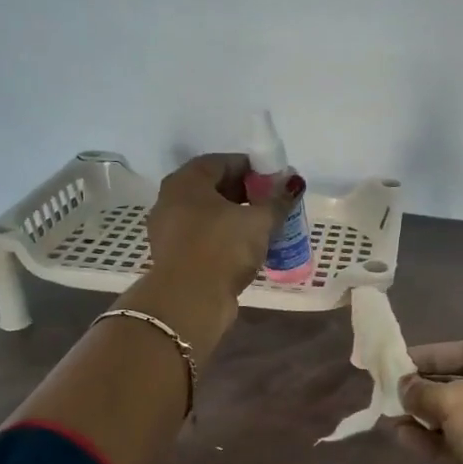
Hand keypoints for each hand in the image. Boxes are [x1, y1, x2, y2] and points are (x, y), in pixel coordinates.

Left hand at [146, 153, 294, 298]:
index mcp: (186, 182)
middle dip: (244, 192)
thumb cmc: (222, 248)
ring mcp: (169, 230)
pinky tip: (246, 248)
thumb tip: (294, 183)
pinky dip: (224, 237)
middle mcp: (171, 200)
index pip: (221, 162)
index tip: (274, 180)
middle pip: (212, 187)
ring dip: (235, 217)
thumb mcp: (258, 221)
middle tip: (272, 202)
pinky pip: (203, 236)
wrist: (188, 301)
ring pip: (208, 214)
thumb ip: (278, 200)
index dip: (251, 167)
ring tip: (264, 226)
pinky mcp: (174, 256)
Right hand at [397, 338, 462, 463]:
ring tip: (389, 415)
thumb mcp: (460, 402)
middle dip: (426, 388)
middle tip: (388, 390)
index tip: (396, 361)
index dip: (431, 355)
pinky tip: (404, 438)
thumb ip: (426, 391)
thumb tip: (403, 386)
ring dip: (426, 418)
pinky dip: (435, 443)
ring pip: (461, 420)